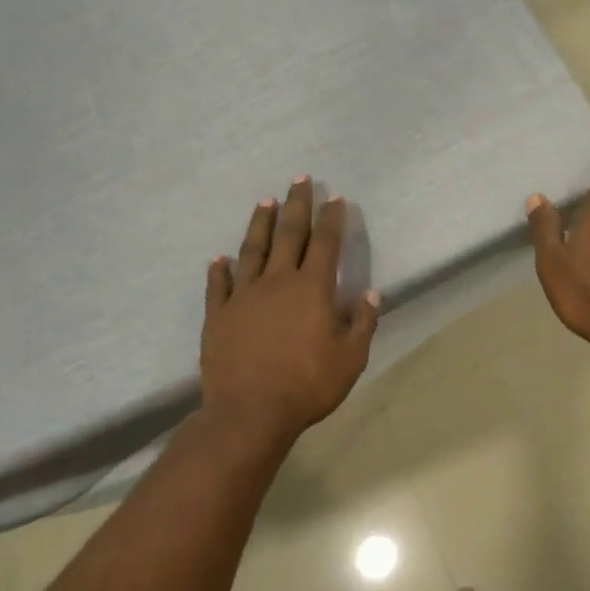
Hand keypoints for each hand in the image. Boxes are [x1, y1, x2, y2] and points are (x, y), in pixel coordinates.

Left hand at [201, 176, 379, 445]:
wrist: (250, 411)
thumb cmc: (308, 386)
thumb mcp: (350, 359)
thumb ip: (362, 323)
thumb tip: (371, 294)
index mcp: (312, 289)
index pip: (325, 244)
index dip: (332, 218)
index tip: (335, 198)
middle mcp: (277, 282)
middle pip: (289, 234)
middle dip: (296, 205)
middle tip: (299, 179)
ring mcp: (243, 296)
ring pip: (252, 250)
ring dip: (260, 224)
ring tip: (264, 201)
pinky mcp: (218, 315)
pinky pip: (218, 286)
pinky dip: (219, 270)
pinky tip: (219, 258)